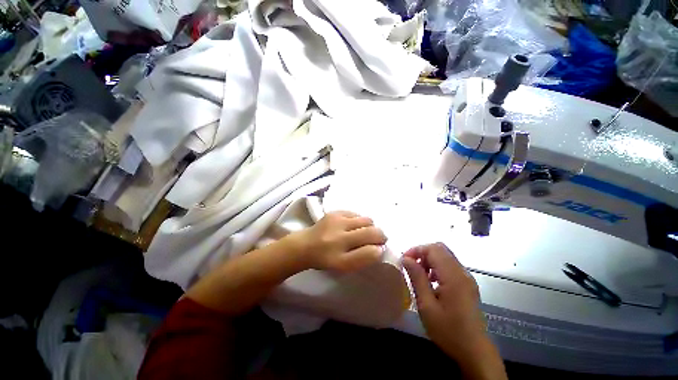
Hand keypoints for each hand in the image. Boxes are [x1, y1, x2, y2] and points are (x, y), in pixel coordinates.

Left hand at [292, 211, 386, 271]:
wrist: (305, 245)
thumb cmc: (327, 259)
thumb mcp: (344, 267)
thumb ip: (363, 259)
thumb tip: (379, 247)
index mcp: (340, 260)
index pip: (370, 253)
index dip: (379, 250)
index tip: (379, 249)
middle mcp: (338, 239)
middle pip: (372, 233)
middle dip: (380, 236)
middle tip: (377, 239)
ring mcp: (336, 222)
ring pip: (367, 221)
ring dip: (370, 227)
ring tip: (363, 232)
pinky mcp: (335, 212)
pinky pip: (357, 214)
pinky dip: (359, 220)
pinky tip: (352, 226)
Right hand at [402, 243, 487, 360]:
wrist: (474, 351)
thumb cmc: (448, 330)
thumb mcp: (427, 305)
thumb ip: (417, 278)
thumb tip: (406, 258)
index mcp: (453, 276)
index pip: (434, 249)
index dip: (417, 250)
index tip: (404, 260)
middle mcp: (462, 272)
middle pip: (440, 249)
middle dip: (422, 253)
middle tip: (411, 266)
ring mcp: (467, 278)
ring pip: (445, 256)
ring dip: (429, 260)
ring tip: (419, 275)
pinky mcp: (467, 284)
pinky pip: (450, 266)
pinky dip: (437, 267)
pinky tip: (431, 282)